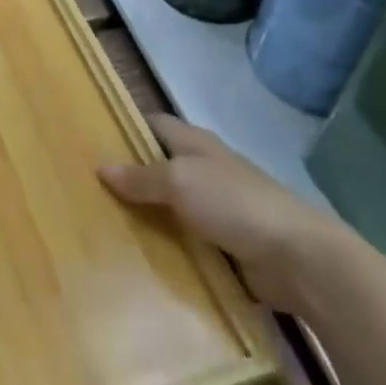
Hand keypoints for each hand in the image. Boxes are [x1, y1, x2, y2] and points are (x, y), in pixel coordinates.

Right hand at [100, 114, 352, 313]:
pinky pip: (186, 242)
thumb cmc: (234, 204)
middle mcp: (205, 170)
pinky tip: (139, 260)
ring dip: (146, 216)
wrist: (298, 258)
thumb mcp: (180, 181)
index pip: (154, 124)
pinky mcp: (226, 245)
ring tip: (102, 227)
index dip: (126, 128)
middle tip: (87, 190)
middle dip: (129, 176)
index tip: (92, 141)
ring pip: (171, 207)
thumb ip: (141, 176)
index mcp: (196, 143)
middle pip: (160, 167)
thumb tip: (101, 167)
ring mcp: (218, 209)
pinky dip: (167, 248)